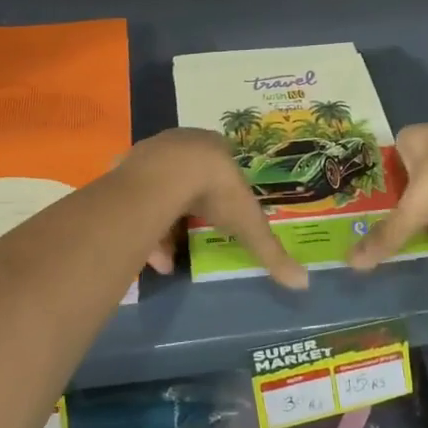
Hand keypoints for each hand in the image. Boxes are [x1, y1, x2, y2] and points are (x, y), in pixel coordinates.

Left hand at [121, 128, 308, 289]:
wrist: (166, 176)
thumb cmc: (214, 191)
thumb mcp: (248, 223)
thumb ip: (271, 252)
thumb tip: (304, 283)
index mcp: (213, 147)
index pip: (220, 166)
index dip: (221, 194)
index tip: (221, 217)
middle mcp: (181, 144)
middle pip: (186, 180)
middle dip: (188, 213)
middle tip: (191, 242)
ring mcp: (151, 153)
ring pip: (158, 191)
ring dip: (163, 226)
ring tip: (166, 261)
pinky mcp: (124, 167)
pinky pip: (133, 200)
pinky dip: (140, 225)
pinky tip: (146, 254)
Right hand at [350, 118, 427, 269]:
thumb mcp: (415, 206)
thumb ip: (389, 234)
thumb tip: (353, 262)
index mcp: (411, 140)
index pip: (384, 165)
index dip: (374, 190)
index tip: (364, 216)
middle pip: (411, 182)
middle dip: (403, 207)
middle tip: (387, 233)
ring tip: (412, 244)